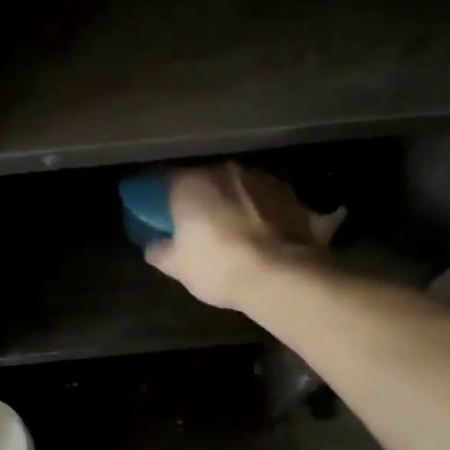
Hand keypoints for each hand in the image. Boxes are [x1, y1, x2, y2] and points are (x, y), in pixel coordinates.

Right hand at [146, 164, 342, 311]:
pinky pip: (270, 203)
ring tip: (234, 228)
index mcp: (191, 183)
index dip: (156, 193)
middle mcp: (226, 171)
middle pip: (205, 179)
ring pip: (240, 187)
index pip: (163, 177)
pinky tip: (267, 236)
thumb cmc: (220, 266)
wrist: (287, 278)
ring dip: (234, 201)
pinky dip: (266, 214)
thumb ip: (159, 250)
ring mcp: (265, 180)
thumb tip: (154, 244)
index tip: (153, 207)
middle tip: (194, 219)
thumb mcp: (177, 267)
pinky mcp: (296, 197)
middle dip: (199, 196)